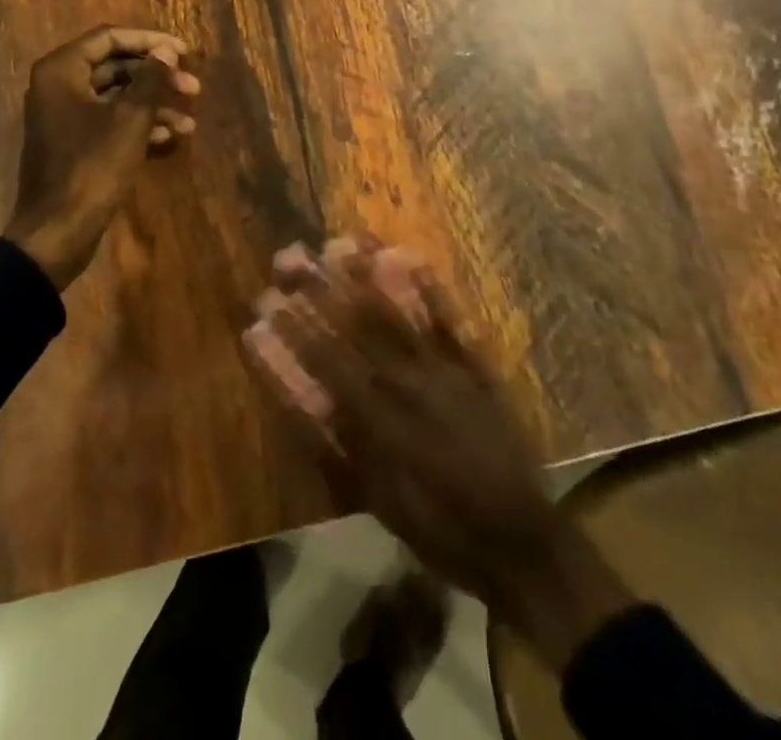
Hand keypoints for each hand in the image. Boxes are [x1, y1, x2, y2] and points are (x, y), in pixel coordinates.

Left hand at [3, 26, 199, 289]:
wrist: (57, 231)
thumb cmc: (92, 167)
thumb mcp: (130, 120)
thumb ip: (151, 80)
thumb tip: (167, 52)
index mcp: (62, 70)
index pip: (109, 38)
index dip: (150, 41)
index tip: (184, 52)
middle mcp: (58, 86)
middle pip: (115, 67)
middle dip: (156, 77)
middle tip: (193, 88)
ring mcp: (65, 117)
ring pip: (116, 98)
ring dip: (154, 105)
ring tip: (190, 122)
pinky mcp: (74, 144)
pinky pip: (110, 122)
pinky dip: (139, 126)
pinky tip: (171, 139)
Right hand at [246, 241, 632, 669]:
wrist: (514, 537)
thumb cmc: (433, 522)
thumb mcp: (369, 493)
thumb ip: (328, 440)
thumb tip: (294, 391)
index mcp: (373, 416)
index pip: (323, 358)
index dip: (292, 327)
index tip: (266, 297)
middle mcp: (402, 381)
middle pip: (353, 324)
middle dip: (318, 287)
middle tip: (289, 255)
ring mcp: (440, 368)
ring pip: (396, 311)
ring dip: (365, 275)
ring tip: (340, 242)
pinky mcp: (473, 364)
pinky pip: (447, 318)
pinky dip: (427, 286)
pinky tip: (407, 256)